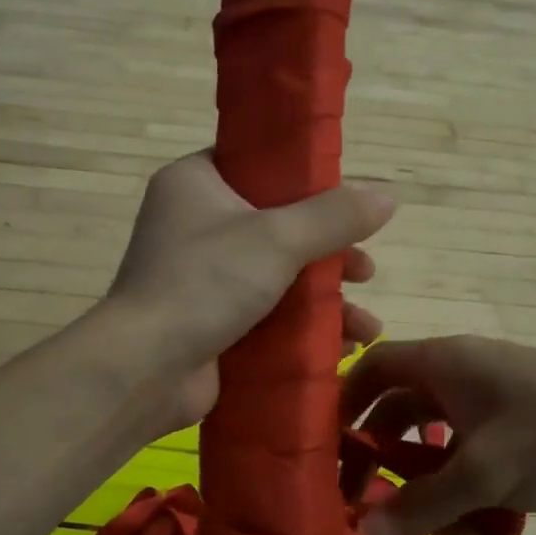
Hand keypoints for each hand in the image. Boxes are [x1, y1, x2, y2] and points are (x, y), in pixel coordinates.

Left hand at [105, 152, 393, 425]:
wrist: (145, 369)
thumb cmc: (204, 283)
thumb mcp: (277, 239)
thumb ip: (335, 216)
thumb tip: (390, 194)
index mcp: (196, 184)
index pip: (259, 165)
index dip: (309, 180)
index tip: (350, 201)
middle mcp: (196, 226)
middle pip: (279, 226)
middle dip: (331, 253)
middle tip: (366, 270)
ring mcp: (202, 279)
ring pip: (279, 276)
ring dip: (327, 299)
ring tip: (367, 327)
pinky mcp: (210, 323)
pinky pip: (268, 315)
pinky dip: (303, 328)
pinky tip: (342, 348)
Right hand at [342, 336, 535, 534]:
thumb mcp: (487, 471)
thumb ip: (421, 503)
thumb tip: (361, 530)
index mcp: (446, 364)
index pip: (373, 368)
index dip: (343, 404)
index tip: (325, 452)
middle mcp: (462, 381)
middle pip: (400, 420)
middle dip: (389, 471)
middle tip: (374, 514)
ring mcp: (493, 412)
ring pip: (439, 456)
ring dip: (438, 501)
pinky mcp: (518, 441)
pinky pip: (474, 470)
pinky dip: (471, 503)